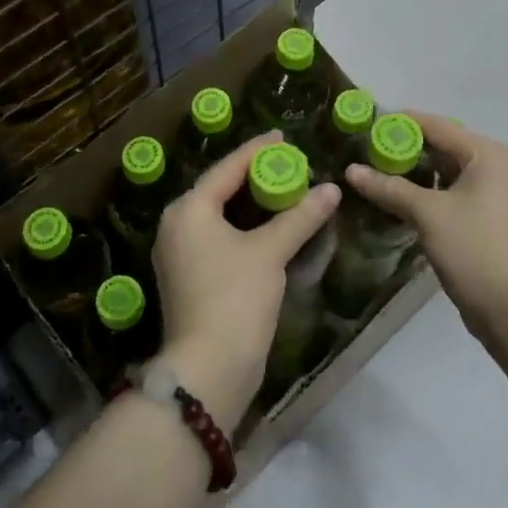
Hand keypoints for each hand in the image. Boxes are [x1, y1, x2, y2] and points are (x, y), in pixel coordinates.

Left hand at [151, 131, 339, 431]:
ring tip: (281, 189)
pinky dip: (242, 227)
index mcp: (188, 210)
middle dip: (253, 175)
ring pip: (218, 215)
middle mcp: (176, 226)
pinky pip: (217, 237)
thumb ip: (300, 216)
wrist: (208, 370)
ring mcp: (178, 254)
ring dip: (249, 202)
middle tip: (287, 163)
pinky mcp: (188, 277)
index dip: (257, 150)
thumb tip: (332, 189)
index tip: (284, 137)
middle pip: (219, 188)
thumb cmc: (235, 298)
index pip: (227, 168)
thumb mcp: (270, 251)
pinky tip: (266, 226)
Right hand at [345, 114, 507, 347]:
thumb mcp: (427, 214)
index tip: (367, 123)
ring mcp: (500, 193)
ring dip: (418, 172)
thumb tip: (351, 170)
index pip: (438, 126)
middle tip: (368, 151)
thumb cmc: (473, 250)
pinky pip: (458, 191)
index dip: (401, 124)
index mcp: (490, 154)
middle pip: (446, 146)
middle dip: (407, 149)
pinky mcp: (495, 217)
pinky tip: (404, 198)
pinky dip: (432, 191)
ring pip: (451, 171)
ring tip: (380, 173)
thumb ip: (389, 187)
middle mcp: (500, 166)